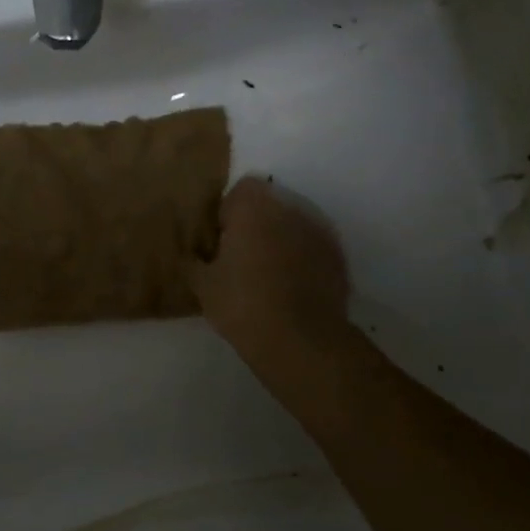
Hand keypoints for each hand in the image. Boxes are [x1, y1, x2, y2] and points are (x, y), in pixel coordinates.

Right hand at [189, 176, 353, 371]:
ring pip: (292, 226)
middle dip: (255, 225)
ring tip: (266, 274)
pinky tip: (290, 288)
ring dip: (279, 241)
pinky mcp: (337, 257)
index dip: (227, 212)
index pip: (240, 190)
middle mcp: (290, 209)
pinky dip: (301, 259)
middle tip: (239, 257)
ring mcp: (319, 232)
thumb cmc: (242, 304)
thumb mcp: (202, 285)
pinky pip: (312, 248)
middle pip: (269, 205)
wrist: (301, 340)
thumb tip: (191, 254)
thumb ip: (193, 261)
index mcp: (254, 208)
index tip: (220, 240)